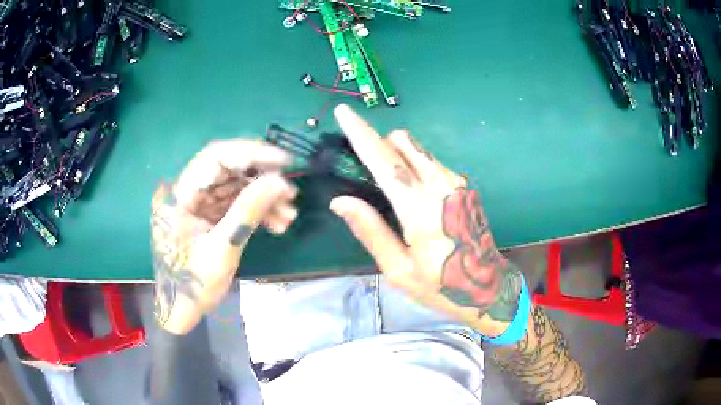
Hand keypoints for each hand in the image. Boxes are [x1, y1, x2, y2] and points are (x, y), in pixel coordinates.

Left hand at [150, 140, 296, 334]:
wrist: (181, 311)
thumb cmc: (192, 285)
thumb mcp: (222, 249)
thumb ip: (248, 212)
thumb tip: (279, 181)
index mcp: (179, 194)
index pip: (215, 158)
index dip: (251, 154)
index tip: (283, 162)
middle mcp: (187, 191)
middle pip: (228, 170)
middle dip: (262, 179)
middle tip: (290, 192)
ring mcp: (198, 204)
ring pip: (235, 187)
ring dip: (263, 197)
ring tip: (289, 214)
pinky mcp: (208, 215)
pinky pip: (235, 204)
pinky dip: (256, 211)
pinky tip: (277, 223)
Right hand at [330, 105, 523, 336]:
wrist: (488, 286)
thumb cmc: (441, 285)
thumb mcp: (399, 269)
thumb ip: (371, 231)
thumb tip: (340, 201)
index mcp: (420, 209)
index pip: (384, 160)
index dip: (361, 133)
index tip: (344, 113)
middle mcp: (441, 186)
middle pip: (404, 142)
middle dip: (381, 143)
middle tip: (367, 170)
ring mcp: (456, 183)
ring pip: (419, 149)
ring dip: (398, 156)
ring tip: (391, 190)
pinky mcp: (464, 186)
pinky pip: (431, 162)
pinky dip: (415, 166)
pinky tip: (414, 196)